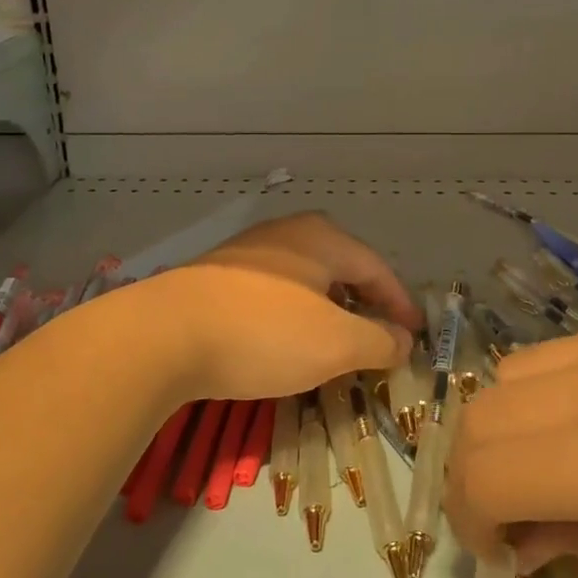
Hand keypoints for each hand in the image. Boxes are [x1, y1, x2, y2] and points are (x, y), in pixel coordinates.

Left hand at [151, 212, 419, 401]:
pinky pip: (274, 290)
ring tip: (335, 339)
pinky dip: (294, 312)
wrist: (163, 335)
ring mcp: (247, 251)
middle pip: (340, 266)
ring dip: (328, 308)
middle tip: (379, 334)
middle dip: (364, 301)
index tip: (414, 334)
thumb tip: (402, 339)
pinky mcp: (217, 275)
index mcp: (322, 238)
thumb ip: (378, 341)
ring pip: (305, 278)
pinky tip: (285, 337)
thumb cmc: (264, 333)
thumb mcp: (335, 344)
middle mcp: (287, 232)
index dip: (400, 303)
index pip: (377, 268)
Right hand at [444, 303, 577, 577]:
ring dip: (509, 425)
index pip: (485, 476)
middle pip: (480, 414)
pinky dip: (554, 390)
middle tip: (513, 511)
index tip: (501, 551)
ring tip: (556, 460)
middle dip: (475, 472)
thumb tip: (521, 538)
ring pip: (513, 371)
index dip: (470, 520)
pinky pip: (566, 348)